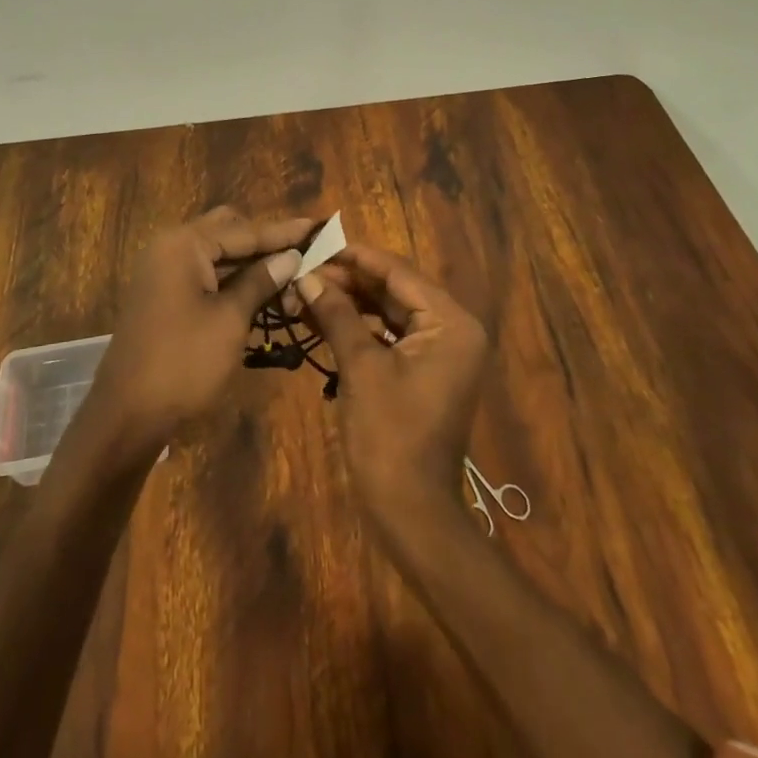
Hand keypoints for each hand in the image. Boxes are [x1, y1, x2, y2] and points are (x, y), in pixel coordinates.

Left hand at [83, 207, 313, 460]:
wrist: (127, 415)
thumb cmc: (184, 362)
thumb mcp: (230, 319)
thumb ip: (261, 281)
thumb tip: (291, 256)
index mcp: (184, 244)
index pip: (244, 230)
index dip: (283, 232)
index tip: (317, 226)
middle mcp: (171, 247)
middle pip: (228, 232)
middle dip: (265, 245)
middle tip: (301, 258)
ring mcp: (164, 271)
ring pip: (218, 255)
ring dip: (251, 266)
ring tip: (291, 281)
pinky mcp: (164, 295)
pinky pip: (205, 275)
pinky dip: (232, 282)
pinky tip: (262, 295)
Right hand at [296, 243, 487, 546]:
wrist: (412, 513)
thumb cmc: (390, 436)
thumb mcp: (361, 368)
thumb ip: (336, 314)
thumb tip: (306, 277)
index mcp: (451, 322)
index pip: (399, 272)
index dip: (355, 257)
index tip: (317, 244)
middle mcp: (453, 329)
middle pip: (395, 289)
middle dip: (349, 281)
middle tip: (304, 271)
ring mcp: (440, 352)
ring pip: (389, 312)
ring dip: (350, 303)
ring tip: (307, 292)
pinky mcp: (425, 372)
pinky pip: (390, 336)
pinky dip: (359, 328)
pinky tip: (323, 319)